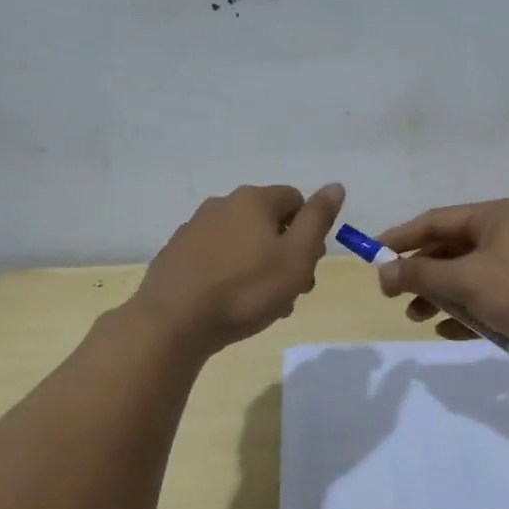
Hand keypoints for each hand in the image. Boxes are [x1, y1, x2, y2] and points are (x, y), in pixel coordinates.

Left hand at [134, 184, 344, 354]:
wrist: (173, 322)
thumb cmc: (246, 289)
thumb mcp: (296, 256)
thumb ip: (318, 219)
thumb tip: (335, 186)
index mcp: (253, 200)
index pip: (296, 200)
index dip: (309, 232)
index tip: (307, 265)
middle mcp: (222, 205)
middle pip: (268, 223)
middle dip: (285, 253)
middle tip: (290, 291)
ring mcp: (195, 229)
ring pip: (243, 243)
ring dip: (260, 268)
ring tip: (263, 306)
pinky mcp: (177, 255)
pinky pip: (216, 258)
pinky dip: (231, 275)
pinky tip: (231, 305)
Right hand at [374, 198, 508, 365]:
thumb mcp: (467, 281)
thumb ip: (421, 276)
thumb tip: (382, 273)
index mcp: (493, 216)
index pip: (435, 220)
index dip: (401, 238)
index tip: (373, 257)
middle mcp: (505, 232)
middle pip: (449, 248)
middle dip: (421, 274)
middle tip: (394, 295)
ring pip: (466, 275)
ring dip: (440, 295)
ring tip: (417, 318)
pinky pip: (485, 295)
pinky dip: (466, 310)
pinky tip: (448, 331)